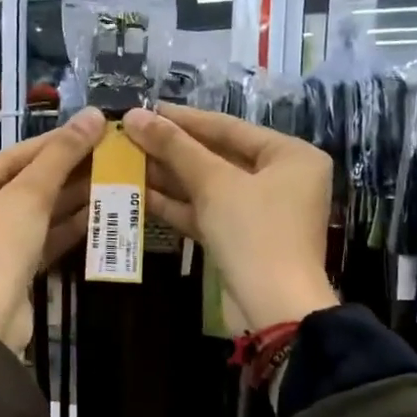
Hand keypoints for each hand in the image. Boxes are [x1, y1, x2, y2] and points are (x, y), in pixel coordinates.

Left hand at [0, 108, 105, 349]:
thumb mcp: (28, 198)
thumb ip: (60, 157)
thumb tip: (93, 115)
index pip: (11, 157)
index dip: (53, 142)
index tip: (91, 127)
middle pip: (23, 184)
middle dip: (66, 171)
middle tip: (108, 153)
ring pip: (34, 214)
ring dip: (71, 198)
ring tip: (112, 177)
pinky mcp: (9, 270)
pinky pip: (39, 239)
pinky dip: (66, 227)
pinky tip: (99, 212)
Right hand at [120, 105, 337, 329]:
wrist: (273, 308)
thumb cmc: (254, 233)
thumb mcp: (214, 184)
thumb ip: (175, 147)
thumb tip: (136, 115)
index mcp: (290, 155)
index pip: (229, 127)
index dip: (184, 119)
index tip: (146, 109)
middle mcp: (280, 179)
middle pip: (218, 156)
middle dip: (172, 150)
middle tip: (131, 136)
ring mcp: (260, 212)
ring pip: (208, 187)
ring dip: (169, 177)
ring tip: (126, 161)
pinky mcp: (240, 239)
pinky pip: (206, 212)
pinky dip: (177, 205)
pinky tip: (139, 194)